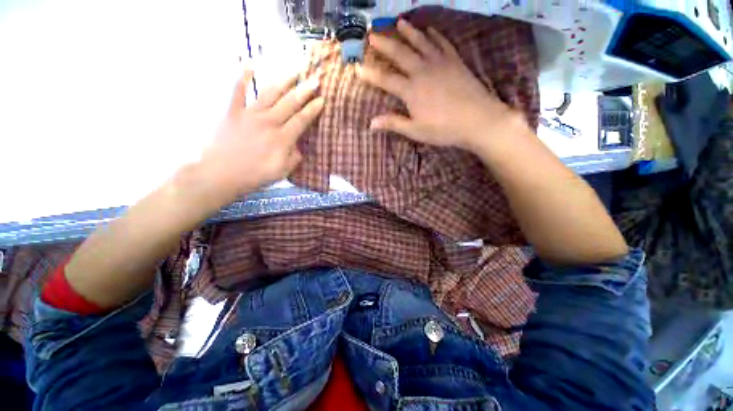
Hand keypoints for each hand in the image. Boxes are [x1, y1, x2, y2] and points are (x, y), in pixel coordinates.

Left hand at [199, 70, 323, 198]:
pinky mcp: (232, 113)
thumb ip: (294, 157)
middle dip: (304, 91)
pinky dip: (242, 77)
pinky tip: (249, 64)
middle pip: (290, 103)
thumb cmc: (255, 176)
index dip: (312, 109)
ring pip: (269, 94)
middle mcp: (268, 122)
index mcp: (281, 139)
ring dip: (283, 81)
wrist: (221, 175)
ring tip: (294, 72)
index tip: (322, 99)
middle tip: (315, 80)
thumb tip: (298, 146)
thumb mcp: (282, 172)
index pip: (301, 120)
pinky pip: (237, 92)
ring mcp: (249, 115)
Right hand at [359, 19, 520, 152]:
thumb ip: (394, 123)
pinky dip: (434, 35)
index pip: (385, 79)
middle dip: (384, 44)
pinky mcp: (455, 61)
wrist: (478, 120)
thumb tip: (371, 123)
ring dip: (408, 32)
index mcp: (411, 90)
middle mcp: (422, 71)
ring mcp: (440, 63)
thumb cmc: (444, 129)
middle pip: (400, 53)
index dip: (370, 73)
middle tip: (372, 34)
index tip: (357, 66)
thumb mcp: (416, 131)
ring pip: (420, 42)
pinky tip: (429, 29)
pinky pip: (442, 43)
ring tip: (398, 22)